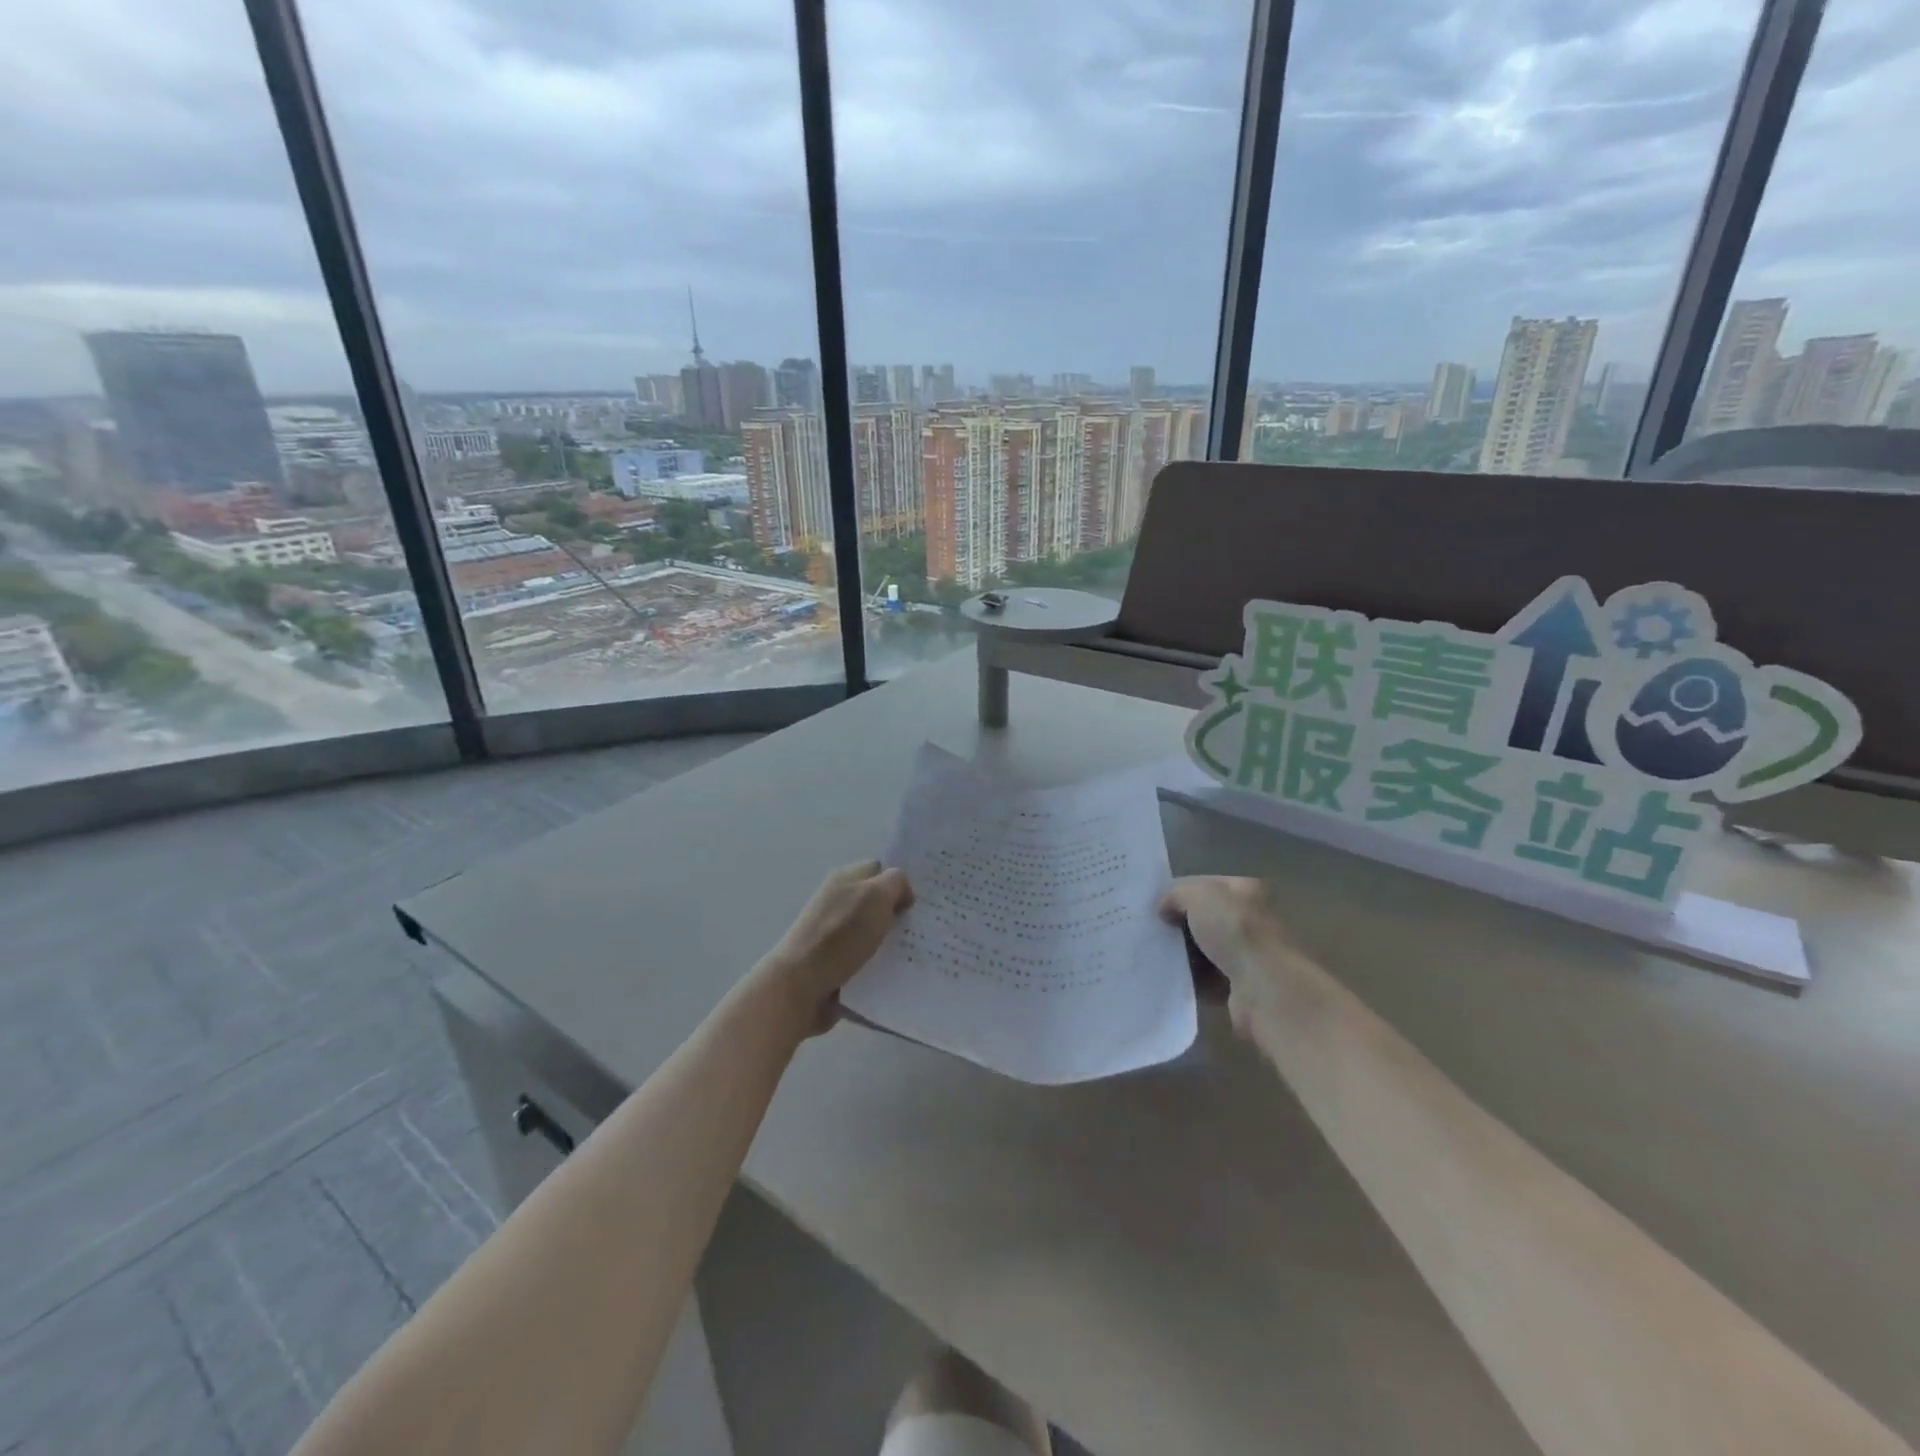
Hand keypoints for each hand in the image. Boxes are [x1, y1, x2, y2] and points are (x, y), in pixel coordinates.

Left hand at [754, 861, 913, 1035]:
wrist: (800, 986)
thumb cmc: (840, 935)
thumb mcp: (876, 895)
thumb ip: (896, 883)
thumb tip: (903, 893)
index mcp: (846, 878)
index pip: (881, 869)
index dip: (901, 881)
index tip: (925, 898)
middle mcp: (839, 901)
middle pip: (879, 902)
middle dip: (901, 913)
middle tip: (928, 926)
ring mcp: (836, 934)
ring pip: (876, 932)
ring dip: (894, 942)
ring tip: (920, 953)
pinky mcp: (836, 963)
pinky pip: (868, 959)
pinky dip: (882, 966)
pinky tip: (899, 973)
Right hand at [1159, 876, 1298, 1038]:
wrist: (1264, 987)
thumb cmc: (1234, 930)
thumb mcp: (1198, 895)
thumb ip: (1176, 894)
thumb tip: (1164, 908)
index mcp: (1245, 891)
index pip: (1205, 885)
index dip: (1179, 893)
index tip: (1154, 906)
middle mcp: (1250, 920)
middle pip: (1204, 919)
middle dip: (1179, 926)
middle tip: (1151, 932)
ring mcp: (1248, 955)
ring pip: (1204, 951)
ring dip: (1183, 955)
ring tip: (1155, 956)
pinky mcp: (1241, 987)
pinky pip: (1207, 980)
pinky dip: (1191, 980)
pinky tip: (1170, 978)